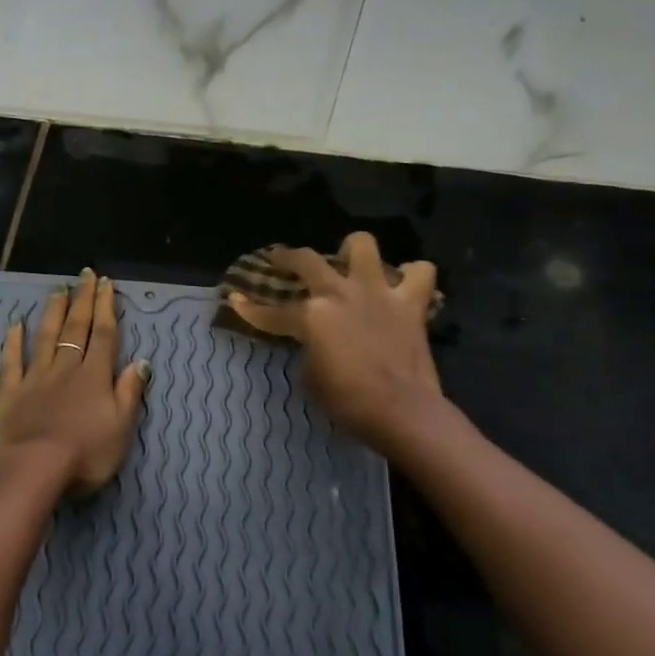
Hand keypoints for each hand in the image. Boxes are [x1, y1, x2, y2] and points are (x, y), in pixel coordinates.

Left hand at [0, 269, 150, 497]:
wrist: (35, 468)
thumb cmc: (86, 453)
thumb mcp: (122, 427)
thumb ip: (130, 392)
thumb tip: (141, 361)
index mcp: (95, 376)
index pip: (103, 334)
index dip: (106, 308)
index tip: (105, 283)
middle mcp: (66, 368)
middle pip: (75, 328)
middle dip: (82, 300)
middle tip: (84, 275)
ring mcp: (36, 378)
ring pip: (45, 337)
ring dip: (52, 312)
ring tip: (58, 290)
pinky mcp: (10, 392)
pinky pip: (12, 361)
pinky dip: (13, 341)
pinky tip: (15, 324)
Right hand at [227, 233, 440, 454]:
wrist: (402, 411)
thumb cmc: (348, 401)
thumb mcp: (310, 378)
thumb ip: (308, 349)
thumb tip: (314, 342)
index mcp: (310, 316)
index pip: (270, 312)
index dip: (249, 309)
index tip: (234, 300)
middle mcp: (339, 293)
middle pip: (306, 260)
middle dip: (287, 257)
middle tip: (282, 259)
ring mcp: (376, 292)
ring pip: (362, 245)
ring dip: (353, 250)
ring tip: (350, 262)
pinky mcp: (410, 303)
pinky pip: (420, 273)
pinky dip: (412, 275)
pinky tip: (402, 284)